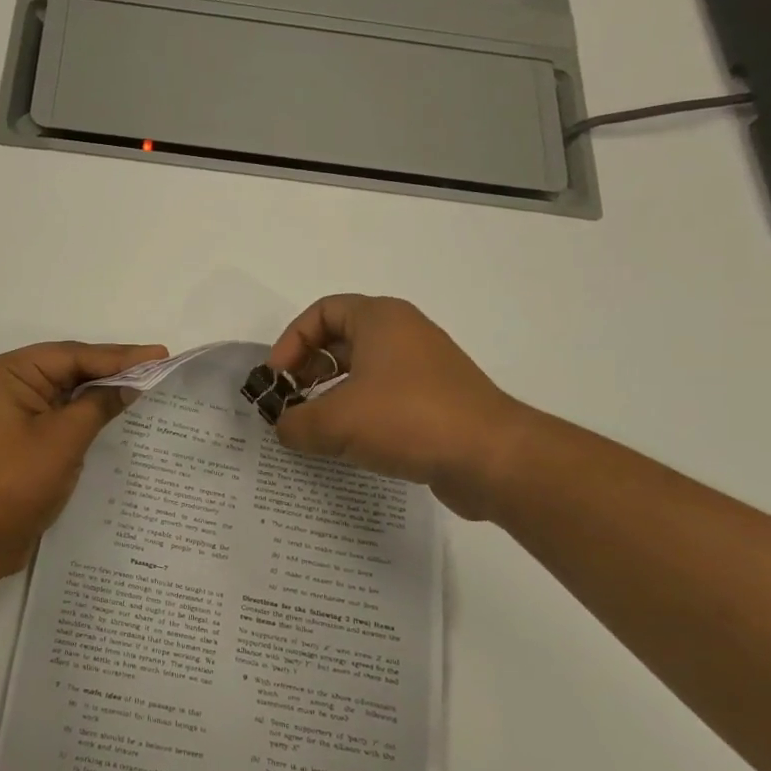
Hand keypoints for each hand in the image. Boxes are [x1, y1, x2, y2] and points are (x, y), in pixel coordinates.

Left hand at [0, 341, 167, 574]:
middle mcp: (6, 384)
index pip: (72, 355)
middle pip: (68, 367)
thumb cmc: (14, 484)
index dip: (118, 356)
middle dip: (112, 369)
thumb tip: (130, 385)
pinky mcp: (19, 435)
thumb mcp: (63, 440)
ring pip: (65, 390)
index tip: (159, 354)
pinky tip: (115, 409)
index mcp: (8, 373)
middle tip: (158, 364)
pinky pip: (58, 412)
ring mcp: (11, 410)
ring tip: (145, 383)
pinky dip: (86, 411)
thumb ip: (98, 405)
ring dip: (101, 389)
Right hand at [267, 295, 531, 518]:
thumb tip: (283, 427)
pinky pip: (385, 396)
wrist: (492, 458)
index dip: (291, 342)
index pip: (321, 312)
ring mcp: (424, 368)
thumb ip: (295, 423)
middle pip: (340, 340)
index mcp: (380, 319)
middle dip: (308, 370)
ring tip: (314, 427)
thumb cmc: (407, 419)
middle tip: (290, 403)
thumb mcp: (335, 422)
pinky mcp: (437, 401)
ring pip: (363, 370)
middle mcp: (404, 333)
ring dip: (332, 395)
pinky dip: (360, 412)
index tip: (277, 379)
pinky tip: (349, 444)